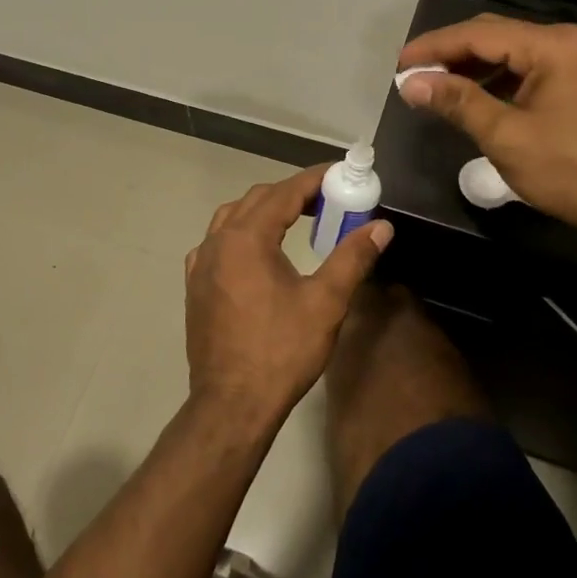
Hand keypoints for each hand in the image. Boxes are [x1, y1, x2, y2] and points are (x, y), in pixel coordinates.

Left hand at [183, 166, 391, 428]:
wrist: (232, 404)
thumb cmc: (281, 351)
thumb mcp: (326, 302)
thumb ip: (353, 257)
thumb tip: (381, 226)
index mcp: (247, 238)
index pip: (284, 192)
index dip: (314, 179)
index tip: (340, 173)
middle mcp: (218, 242)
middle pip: (257, 199)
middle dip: (291, 193)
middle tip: (327, 200)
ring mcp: (201, 264)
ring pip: (231, 217)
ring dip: (263, 210)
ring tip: (295, 219)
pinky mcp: (195, 286)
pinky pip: (216, 242)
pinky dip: (239, 233)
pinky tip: (255, 252)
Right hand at [396, 15, 576, 245]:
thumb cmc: (568, 171)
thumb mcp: (505, 136)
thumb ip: (457, 102)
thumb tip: (411, 82)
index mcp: (553, 46)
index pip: (480, 35)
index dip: (435, 47)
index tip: (399, 63)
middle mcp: (566, 42)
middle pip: (494, 36)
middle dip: (450, 54)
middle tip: (411, 74)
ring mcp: (574, 60)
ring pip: (508, 52)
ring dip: (470, 68)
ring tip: (432, 86)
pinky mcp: (575, 81)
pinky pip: (524, 69)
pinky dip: (493, 81)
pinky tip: (468, 97)